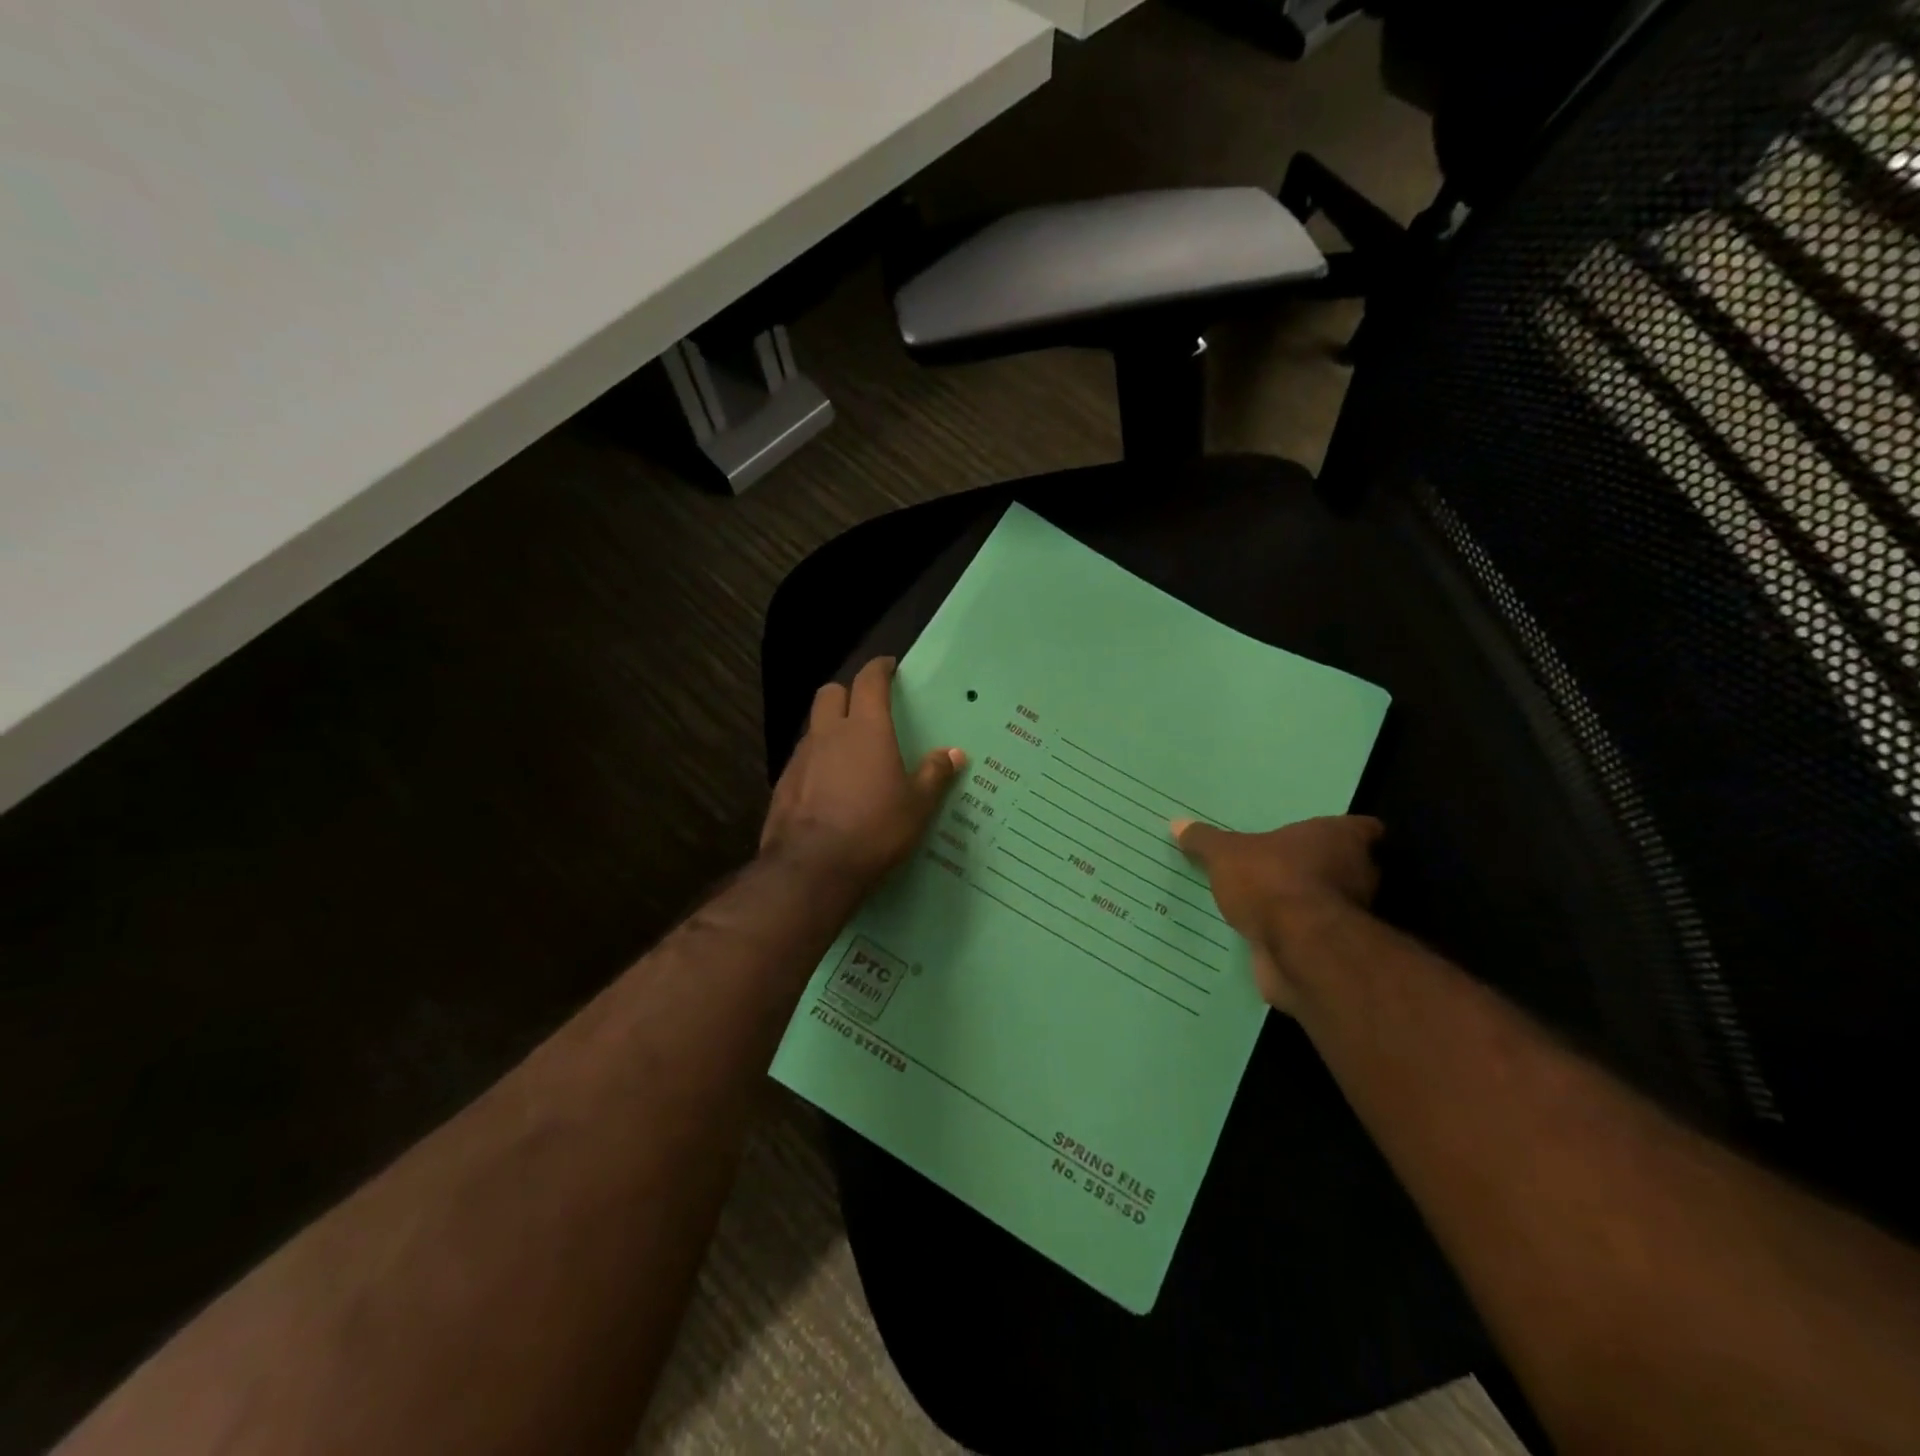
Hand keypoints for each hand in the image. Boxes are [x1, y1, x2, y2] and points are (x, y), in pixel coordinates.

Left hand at [761, 657, 964, 894]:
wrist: (812, 868)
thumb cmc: (875, 830)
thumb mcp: (917, 806)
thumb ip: (934, 775)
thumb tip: (954, 753)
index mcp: (865, 729)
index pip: (869, 681)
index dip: (879, 668)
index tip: (888, 666)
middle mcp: (829, 733)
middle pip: (830, 693)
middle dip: (847, 692)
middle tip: (865, 708)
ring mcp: (801, 757)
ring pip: (814, 726)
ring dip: (830, 728)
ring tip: (849, 752)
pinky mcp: (783, 783)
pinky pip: (802, 759)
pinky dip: (816, 761)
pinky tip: (828, 786)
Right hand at [1172, 815, 1383, 1011]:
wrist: (1299, 950)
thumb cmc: (1271, 881)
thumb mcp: (1225, 855)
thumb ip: (1205, 841)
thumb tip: (1177, 824)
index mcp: (1340, 839)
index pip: (1363, 829)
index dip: (1348, 833)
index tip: (1323, 838)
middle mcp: (1357, 874)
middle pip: (1350, 867)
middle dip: (1324, 870)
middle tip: (1286, 867)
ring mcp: (1350, 917)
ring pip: (1333, 905)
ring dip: (1309, 906)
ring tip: (1271, 903)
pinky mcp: (1335, 951)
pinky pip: (1315, 939)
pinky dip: (1297, 939)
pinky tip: (1266, 936)